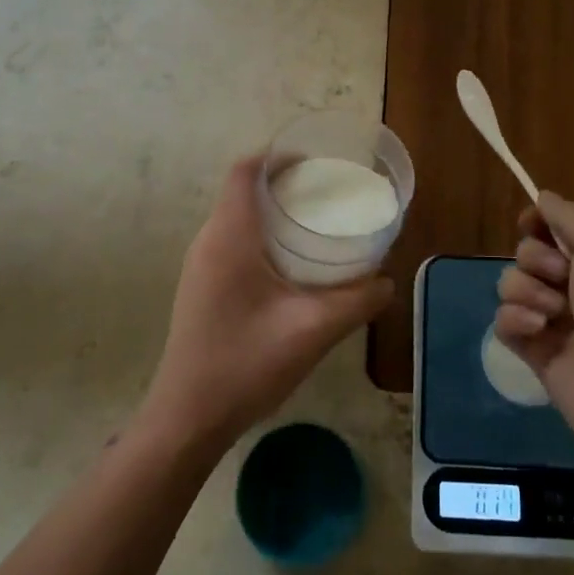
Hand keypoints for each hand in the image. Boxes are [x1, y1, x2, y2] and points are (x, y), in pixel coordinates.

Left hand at [143, 155, 390, 449]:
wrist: (187, 418)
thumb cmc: (245, 364)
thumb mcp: (311, 331)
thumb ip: (355, 301)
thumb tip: (387, 281)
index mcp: (229, 237)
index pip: (244, 171)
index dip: (277, 156)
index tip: (315, 162)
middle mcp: (209, 242)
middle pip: (242, 190)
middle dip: (283, 183)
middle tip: (327, 194)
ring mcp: (201, 266)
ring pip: (237, 217)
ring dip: (272, 211)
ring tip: (316, 224)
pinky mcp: (202, 287)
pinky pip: (233, 242)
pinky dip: (262, 236)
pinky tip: (293, 265)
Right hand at [496, 193, 573, 458]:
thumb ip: (569, 215)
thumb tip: (543, 197)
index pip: (554, 225)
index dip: (538, 221)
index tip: (531, 224)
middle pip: (527, 251)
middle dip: (536, 259)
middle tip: (562, 278)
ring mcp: (554, 318)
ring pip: (511, 284)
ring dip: (526, 291)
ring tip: (552, 313)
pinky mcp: (534, 350)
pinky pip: (503, 321)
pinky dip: (516, 321)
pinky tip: (538, 332)